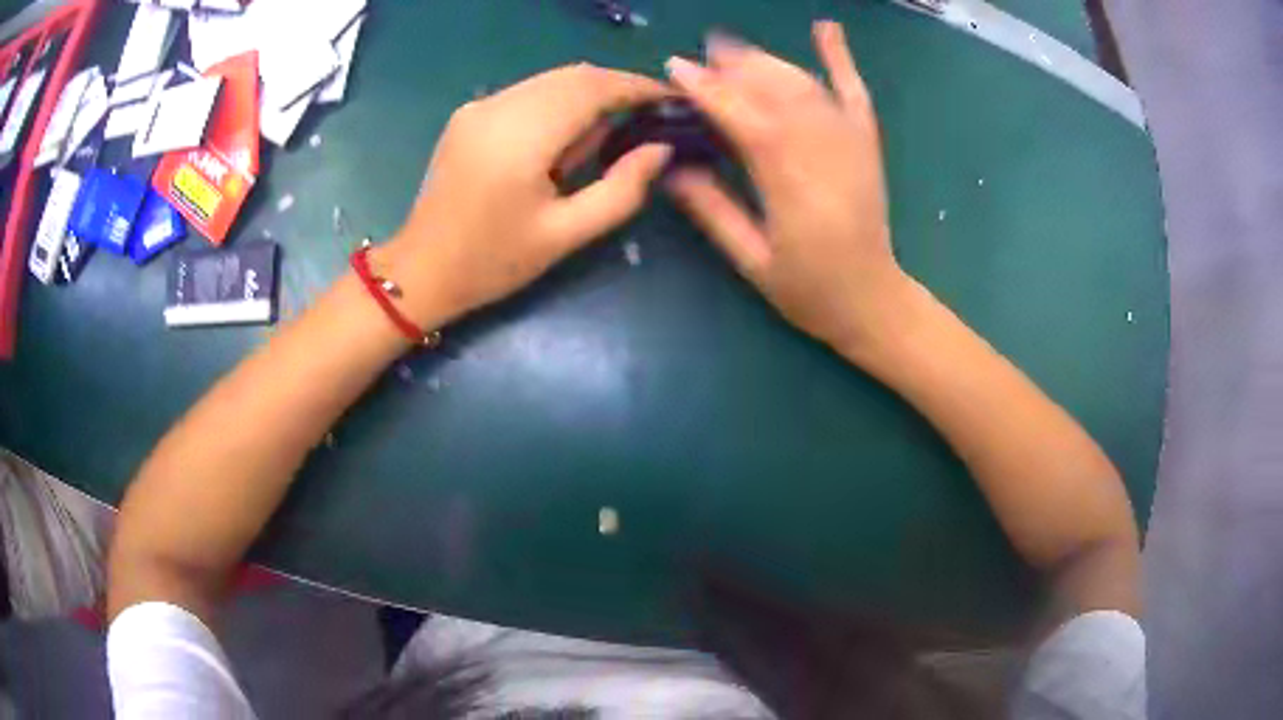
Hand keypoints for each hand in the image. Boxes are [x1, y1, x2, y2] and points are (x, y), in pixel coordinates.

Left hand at [384, 64, 671, 327]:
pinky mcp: (470, 113)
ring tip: (609, 137)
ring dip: (589, 96)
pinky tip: (565, 139)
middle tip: (649, 119)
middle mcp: (498, 107)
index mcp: (521, 137)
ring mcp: (479, 106)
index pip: (593, 88)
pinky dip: (560, 103)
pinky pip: (529, 92)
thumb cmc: (494, 261)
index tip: (672, 101)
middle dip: (618, 89)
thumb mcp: (566, 234)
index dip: (638, 87)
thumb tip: (660, 148)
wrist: (421, 270)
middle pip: (574, 75)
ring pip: (552, 80)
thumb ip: (621, 189)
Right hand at [664, 22, 914, 356]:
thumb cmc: (809, 290)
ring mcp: (851, 144)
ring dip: (768, 60)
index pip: (746, 121)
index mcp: (793, 187)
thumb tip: (670, 168)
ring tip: (733, 48)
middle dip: (736, 65)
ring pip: (806, 86)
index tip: (677, 69)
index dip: (710, 91)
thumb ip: (713, 211)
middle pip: (777, 91)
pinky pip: (855, 92)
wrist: (873, 300)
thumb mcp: (752, 261)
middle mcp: (825, 153)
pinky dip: (840, 58)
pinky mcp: (867, 143)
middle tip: (701, 52)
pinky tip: (826, 28)